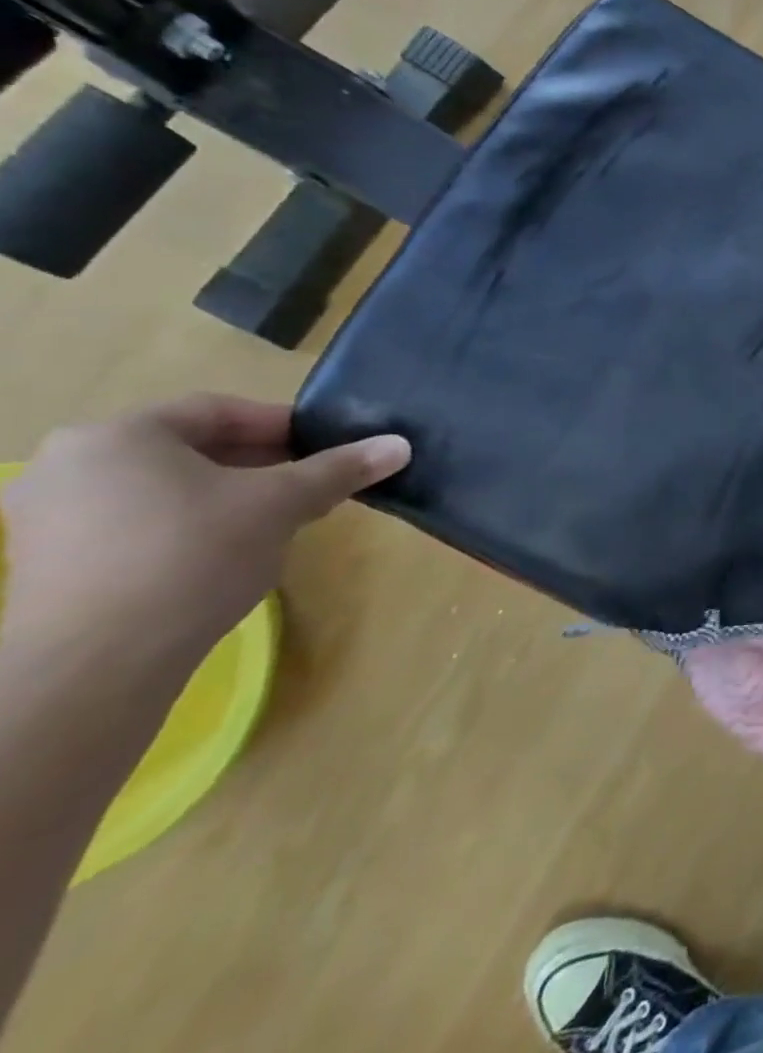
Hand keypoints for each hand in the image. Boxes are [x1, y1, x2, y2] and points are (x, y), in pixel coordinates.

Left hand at [0, 395, 408, 684]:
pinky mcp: (49, 565)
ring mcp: (49, 518)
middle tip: (314, 481)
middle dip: (262, 463)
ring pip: (166, 488)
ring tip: (281, 518)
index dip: (284, 424)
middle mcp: (69, 465)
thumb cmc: (193, 555)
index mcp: (118, 435)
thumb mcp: (282, 503)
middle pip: (190, 449)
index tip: (329, 445)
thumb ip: (339, 469)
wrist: (97, 664)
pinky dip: (190, 526)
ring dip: (230, 496)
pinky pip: (138, 524)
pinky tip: (230, 552)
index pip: (219, 410)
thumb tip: (400, 445)